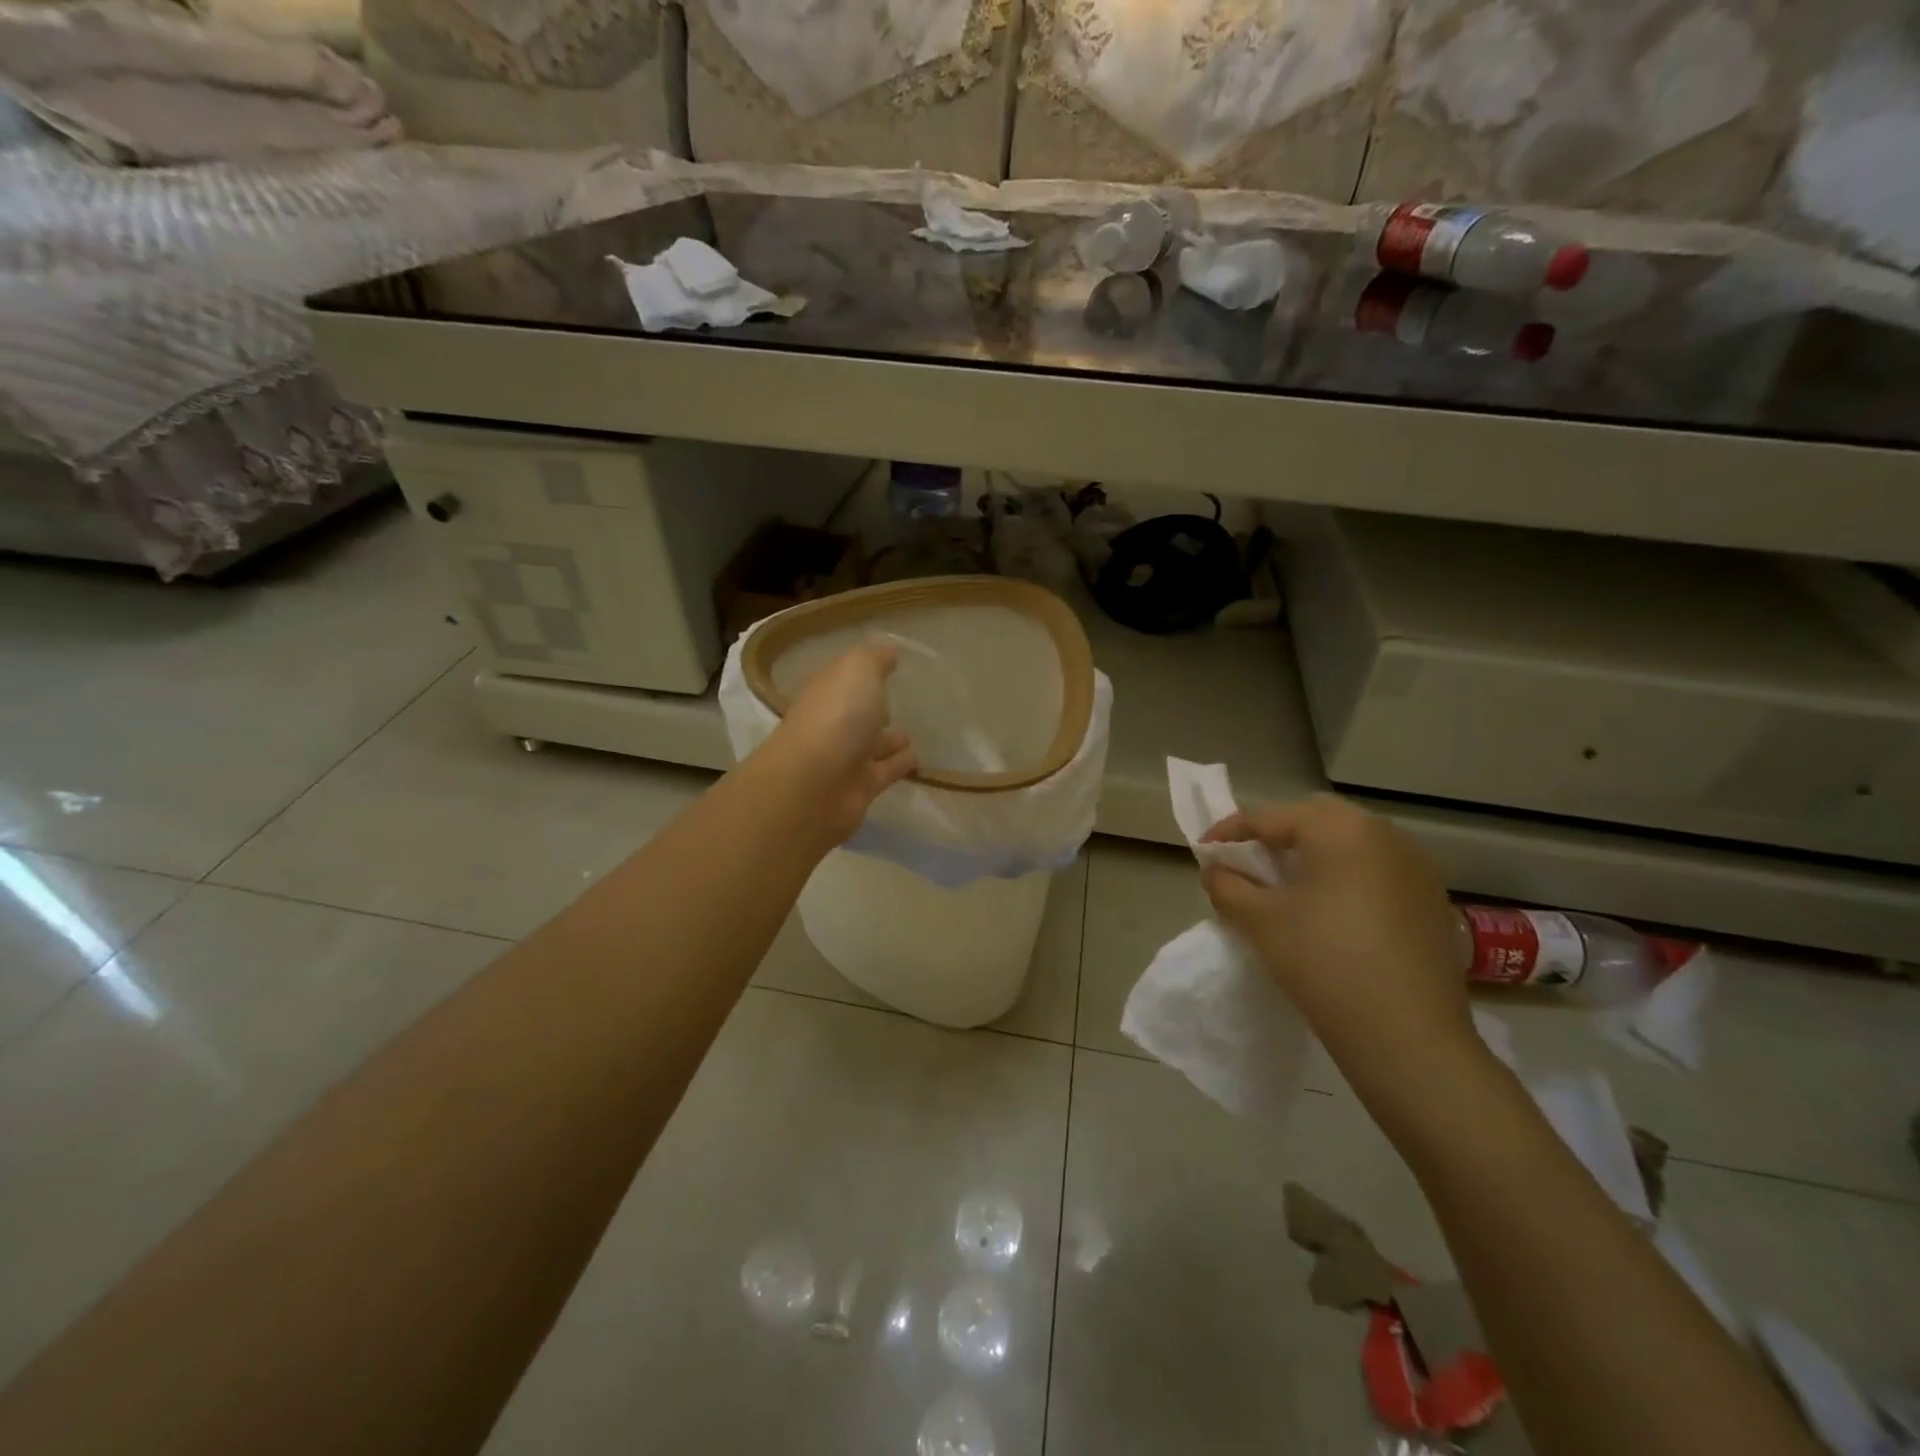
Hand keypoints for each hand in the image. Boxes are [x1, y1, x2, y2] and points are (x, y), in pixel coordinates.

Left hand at [763, 640, 916, 846]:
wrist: (815, 786)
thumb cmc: (836, 716)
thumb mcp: (857, 670)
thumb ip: (875, 657)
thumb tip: (889, 649)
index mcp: (827, 693)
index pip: (845, 679)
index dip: (863, 673)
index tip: (889, 666)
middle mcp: (833, 724)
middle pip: (858, 714)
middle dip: (875, 709)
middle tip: (901, 702)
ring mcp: (846, 759)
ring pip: (874, 745)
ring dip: (891, 740)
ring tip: (914, 734)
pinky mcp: (862, 788)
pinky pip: (887, 771)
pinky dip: (901, 765)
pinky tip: (919, 759)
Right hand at [1200, 794, 1476, 1092]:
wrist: (1409, 1039)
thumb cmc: (1324, 963)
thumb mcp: (1260, 921)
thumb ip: (1228, 886)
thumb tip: (1216, 870)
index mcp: (1340, 829)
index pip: (1270, 817)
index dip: (1229, 832)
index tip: (1203, 852)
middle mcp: (1384, 834)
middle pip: (1316, 818)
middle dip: (1277, 835)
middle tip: (1249, 865)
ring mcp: (1415, 868)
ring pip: (1350, 843)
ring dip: (1313, 855)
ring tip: (1286, 889)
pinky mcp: (1431, 901)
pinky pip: (1376, 871)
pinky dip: (1345, 877)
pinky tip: (1330, 914)